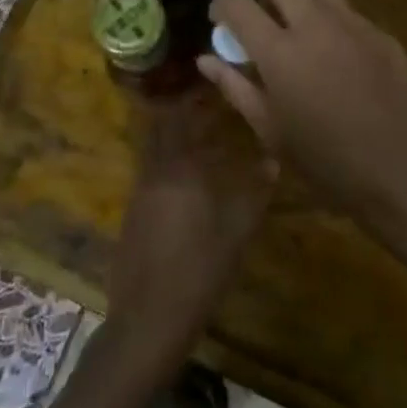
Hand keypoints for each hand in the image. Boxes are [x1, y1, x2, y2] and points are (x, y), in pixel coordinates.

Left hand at [107, 94, 276, 358]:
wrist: (148, 321)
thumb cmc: (198, 270)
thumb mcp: (237, 231)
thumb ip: (256, 192)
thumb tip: (273, 159)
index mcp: (178, 167)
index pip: (181, 117)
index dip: (194, 99)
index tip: (212, 87)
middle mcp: (154, 171)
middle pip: (162, 128)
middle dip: (182, 115)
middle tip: (209, 109)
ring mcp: (139, 193)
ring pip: (156, 152)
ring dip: (175, 141)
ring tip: (204, 143)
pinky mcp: (133, 216)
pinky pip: (152, 175)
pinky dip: (169, 167)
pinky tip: (189, 185)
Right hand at [198, 0, 406, 227]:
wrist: (403, 175)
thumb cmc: (326, 163)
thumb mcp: (271, 131)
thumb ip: (235, 86)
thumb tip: (205, 59)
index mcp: (279, 52)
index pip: (237, 1)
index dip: (222, 4)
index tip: (222, 20)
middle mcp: (314, 25)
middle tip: (265, 24)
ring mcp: (353, 25)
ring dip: (302, 0)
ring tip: (303, 33)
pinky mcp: (382, 34)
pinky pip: (350, 12)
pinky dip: (335, 23)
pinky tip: (341, 60)